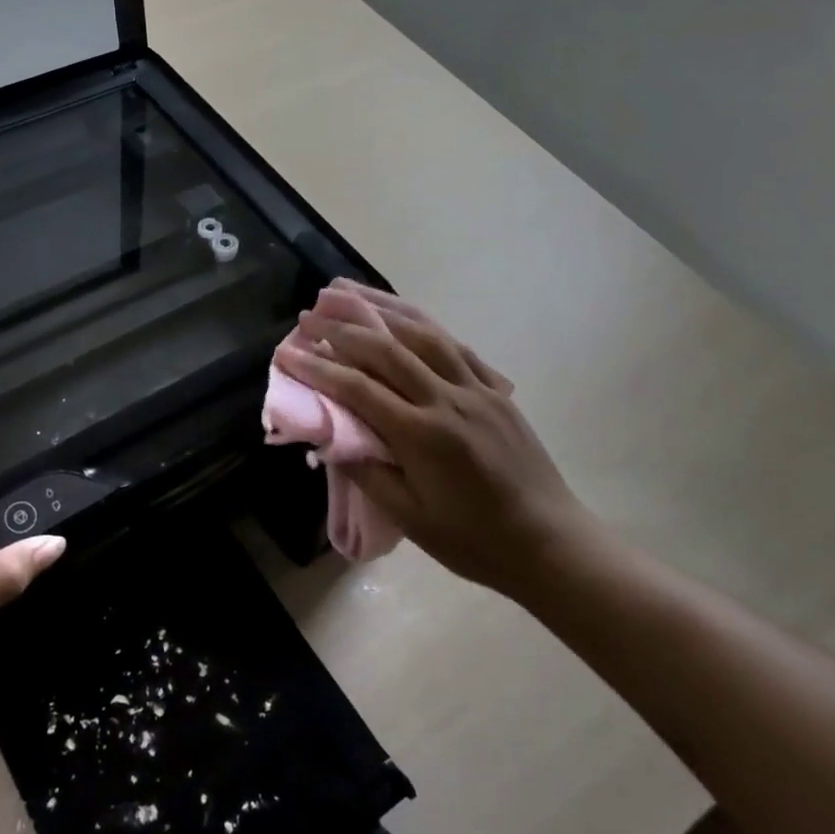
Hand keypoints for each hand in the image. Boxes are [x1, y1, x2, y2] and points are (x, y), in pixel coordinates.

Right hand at [276, 283, 583, 601]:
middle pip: (387, 349)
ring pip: (423, 334)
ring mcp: (477, 389)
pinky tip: (404, 315)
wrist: (548, 542)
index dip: (318, 368)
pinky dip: (424, 324)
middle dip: (342, 328)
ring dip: (382, 308)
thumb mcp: (412, 519)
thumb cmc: (474, 540)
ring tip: (348, 291)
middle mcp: (448, 400)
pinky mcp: (496, 390)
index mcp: (423, 435)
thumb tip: (332, 439)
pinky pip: (456, 346)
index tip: (286, 352)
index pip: (358, 389)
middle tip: (308, 314)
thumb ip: (369, 473)